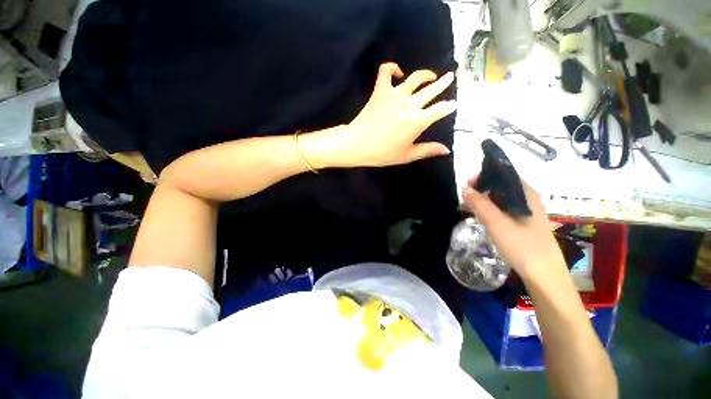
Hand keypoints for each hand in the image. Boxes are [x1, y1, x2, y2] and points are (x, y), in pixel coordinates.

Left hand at [328, 63, 455, 166]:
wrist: (358, 145)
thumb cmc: (383, 153)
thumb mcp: (408, 155)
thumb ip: (428, 150)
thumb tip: (446, 150)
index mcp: (418, 121)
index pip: (440, 110)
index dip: (449, 106)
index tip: (453, 104)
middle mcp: (410, 104)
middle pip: (431, 90)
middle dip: (444, 83)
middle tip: (451, 76)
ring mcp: (395, 94)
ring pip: (415, 78)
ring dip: (426, 74)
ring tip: (431, 75)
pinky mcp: (380, 90)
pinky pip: (386, 71)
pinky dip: (392, 68)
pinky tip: (398, 72)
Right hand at [462, 177, 565, 280]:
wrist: (543, 275)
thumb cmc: (522, 245)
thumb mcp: (496, 223)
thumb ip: (480, 204)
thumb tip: (465, 188)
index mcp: (526, 194)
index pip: (505, 174)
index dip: (485, 175)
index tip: (468, 183)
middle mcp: (528, 199)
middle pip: (502, 186)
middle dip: (483, 187)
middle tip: (466, 196)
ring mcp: (527, 212)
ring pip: (502, 198)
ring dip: (485, 199)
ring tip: (470, 205)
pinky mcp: (524, 223)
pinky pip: (504, 209)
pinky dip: (491, 209)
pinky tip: (483, 216)